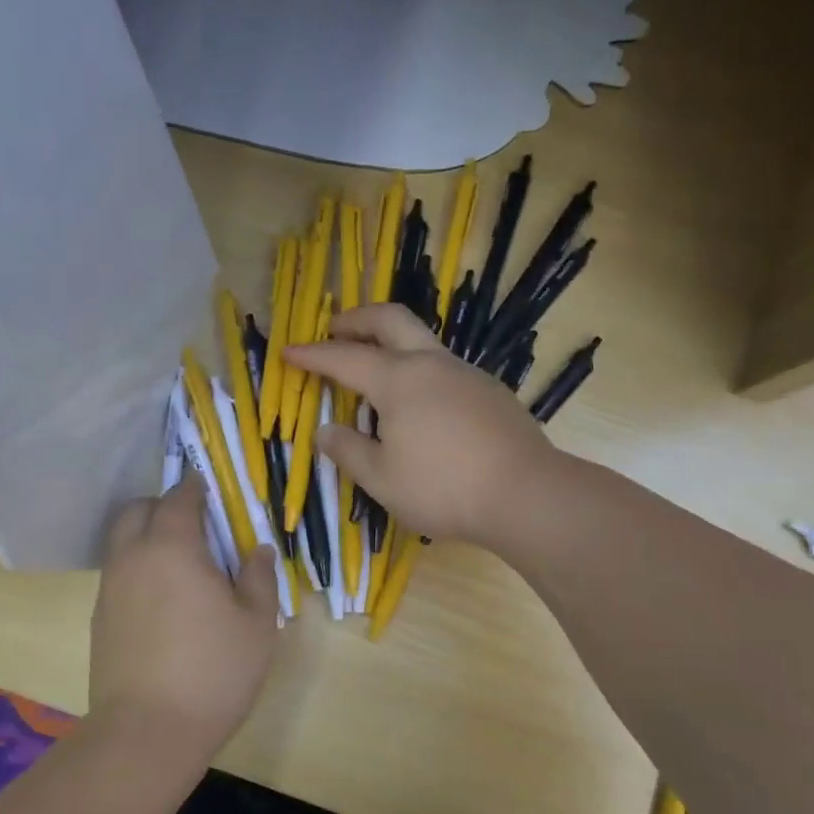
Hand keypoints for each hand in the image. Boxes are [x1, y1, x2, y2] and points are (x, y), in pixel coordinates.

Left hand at [89, 474, 278, 763]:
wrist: (147, 732)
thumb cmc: (212, 672)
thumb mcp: (256, 624)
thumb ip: (259, 578)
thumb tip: (256, 550)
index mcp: (173, 547)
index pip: (179, 498)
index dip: (196, 488)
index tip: (211, 491)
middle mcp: (133, 557)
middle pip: (137, 510)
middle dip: (163, 506)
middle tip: (195, 525)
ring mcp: (110, 588)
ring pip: (122, 541)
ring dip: (147, 536)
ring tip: (181, 563)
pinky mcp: (99, 618)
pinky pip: (118, 573)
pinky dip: (138, 568)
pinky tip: (163, 599)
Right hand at [288, 304, 557, 548]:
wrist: (526, 494)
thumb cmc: (444, 487)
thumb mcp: (382, 479)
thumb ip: (349, 451)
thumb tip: (327, 431)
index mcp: (399, 380)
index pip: (344, 358)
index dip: (312, 355)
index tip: (287, 351)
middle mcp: (432, 364)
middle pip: (390, 319)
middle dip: (356, 319)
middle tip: (334, 329)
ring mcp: (466, 374)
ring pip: (421, 340)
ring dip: (390, 341)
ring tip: (373, 368)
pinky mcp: (490, 391)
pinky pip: (443, 367)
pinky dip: (417, 368)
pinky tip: (418, 403)